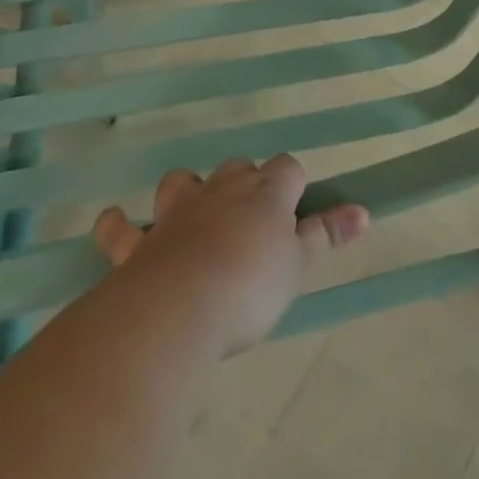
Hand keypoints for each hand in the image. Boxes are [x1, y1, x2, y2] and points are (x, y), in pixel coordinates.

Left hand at [92, 155, 367, 359]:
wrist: (174, 311)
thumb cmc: (248, 287)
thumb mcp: (298, 265)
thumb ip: (327, 235)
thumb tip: (364, 211)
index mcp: (266, 192)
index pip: (287, 168)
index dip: (292, 184)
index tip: (295, 209)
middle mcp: (222, 191)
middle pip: (238, 168)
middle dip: (244, 182)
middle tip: (251, 217)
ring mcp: (176, 213)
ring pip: (183, 182)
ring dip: (188, 190)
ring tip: (192, 208)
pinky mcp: (138, 244)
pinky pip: (121, 228)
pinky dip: (117, 225)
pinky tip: (113, 222)